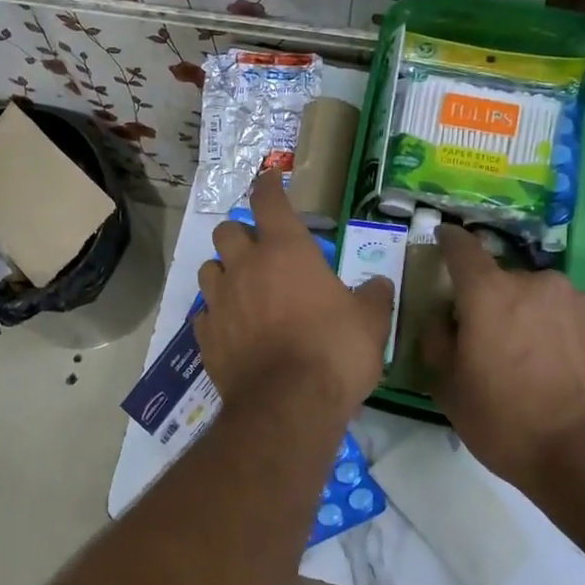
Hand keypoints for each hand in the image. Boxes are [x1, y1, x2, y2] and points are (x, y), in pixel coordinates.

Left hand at [195, 171, 395, 414]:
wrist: (288, 405)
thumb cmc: (334, 351)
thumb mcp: (369, 323)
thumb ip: (373, 297)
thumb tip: (380, 285)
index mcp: (286, 251)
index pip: (268, 201)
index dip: (268, 185)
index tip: (269, 179)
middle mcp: (245, 267)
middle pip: (226, 231)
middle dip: (240, 234)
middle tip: (259, 250)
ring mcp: (220, 301)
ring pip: (208, 269)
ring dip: (223, 271)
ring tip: (241, 288)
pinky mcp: (205, 336)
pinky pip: (204, 314)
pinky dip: (216, 315)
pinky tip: (231, 329)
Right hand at [424, 225, 584, 487]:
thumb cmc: (509, 423)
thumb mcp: (450, 390)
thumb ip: (437, 343)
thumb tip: (439, 319)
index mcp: (490, 294)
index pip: (462, 249)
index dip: (449, 240)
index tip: (443, 236)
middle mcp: (538, 284)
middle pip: (506, 283)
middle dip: (495, 304)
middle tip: (492, 344)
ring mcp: (584, 303)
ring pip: (546, 302)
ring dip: (534, 321)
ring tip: (537, 367)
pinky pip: (579, 323)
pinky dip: (567, 339)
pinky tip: (568, 377)